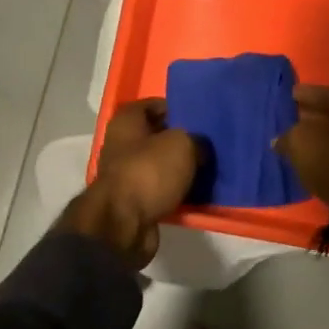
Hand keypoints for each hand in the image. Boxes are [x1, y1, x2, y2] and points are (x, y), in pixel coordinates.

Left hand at [58, 99, 200, 268]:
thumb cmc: (149, 172)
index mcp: (126, 121)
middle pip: (155, 136)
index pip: (153, 104)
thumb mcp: (182, 144)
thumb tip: (200, 147)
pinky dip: (174, 191)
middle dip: (180, 140)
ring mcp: (125, 174)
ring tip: (207, 169)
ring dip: (179, 168)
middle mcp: (121, 144)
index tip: (199, 116)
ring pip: (158, 165)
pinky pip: (159, 189)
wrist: (123, 223)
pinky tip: (196, 193)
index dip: (176, 107)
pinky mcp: (132, 201)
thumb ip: (196, 139)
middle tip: (208, 144)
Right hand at [275, 85, 328, 281]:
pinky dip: (319, 161)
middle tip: (285, 119)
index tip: (286, 95)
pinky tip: (302, 163)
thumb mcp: (302, 139)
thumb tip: (280, 139)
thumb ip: (288, 134)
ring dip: (314, 142)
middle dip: (308, 118)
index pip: (327, 93)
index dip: (304, 94)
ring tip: (289, 143)